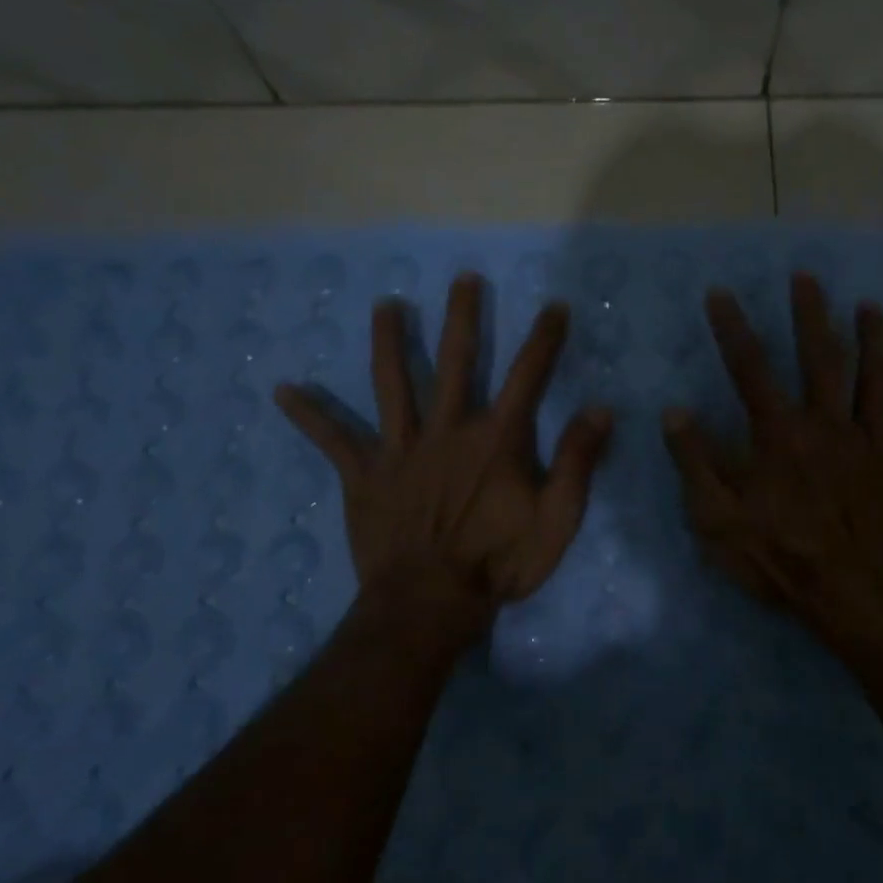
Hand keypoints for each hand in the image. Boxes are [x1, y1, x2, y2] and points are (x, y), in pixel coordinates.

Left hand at [276, 273, 612, 603]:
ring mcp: (401, 449)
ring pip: (393, 384)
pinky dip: (309, 415)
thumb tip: (600, 409)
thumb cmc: (499, 563)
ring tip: (384, 306)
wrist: (430, 603)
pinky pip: (333, 440)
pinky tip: (282, 391)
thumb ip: (579, 462)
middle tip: (463, 279)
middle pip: (456, 362)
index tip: (554, 306)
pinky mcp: (365, 475)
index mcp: (497, 439)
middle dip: (462, 317)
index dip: (544, 339)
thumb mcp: (557, 519)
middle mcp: (448, 430)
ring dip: (389, 342)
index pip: (529, 376)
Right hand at [662, 273, 882, 626]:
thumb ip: (695, 462)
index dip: (733, 328)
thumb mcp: (717, 518)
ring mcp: (872, 443)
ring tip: (870, 308)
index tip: (721, 293)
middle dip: (812, 314)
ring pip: (876, 380)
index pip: (750, 368)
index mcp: (780, 434)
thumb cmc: (780, 557)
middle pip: (821, 357)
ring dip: (874, 341)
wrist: (854, 596)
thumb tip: (674, 412)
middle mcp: (828, 424)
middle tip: (808, 277)